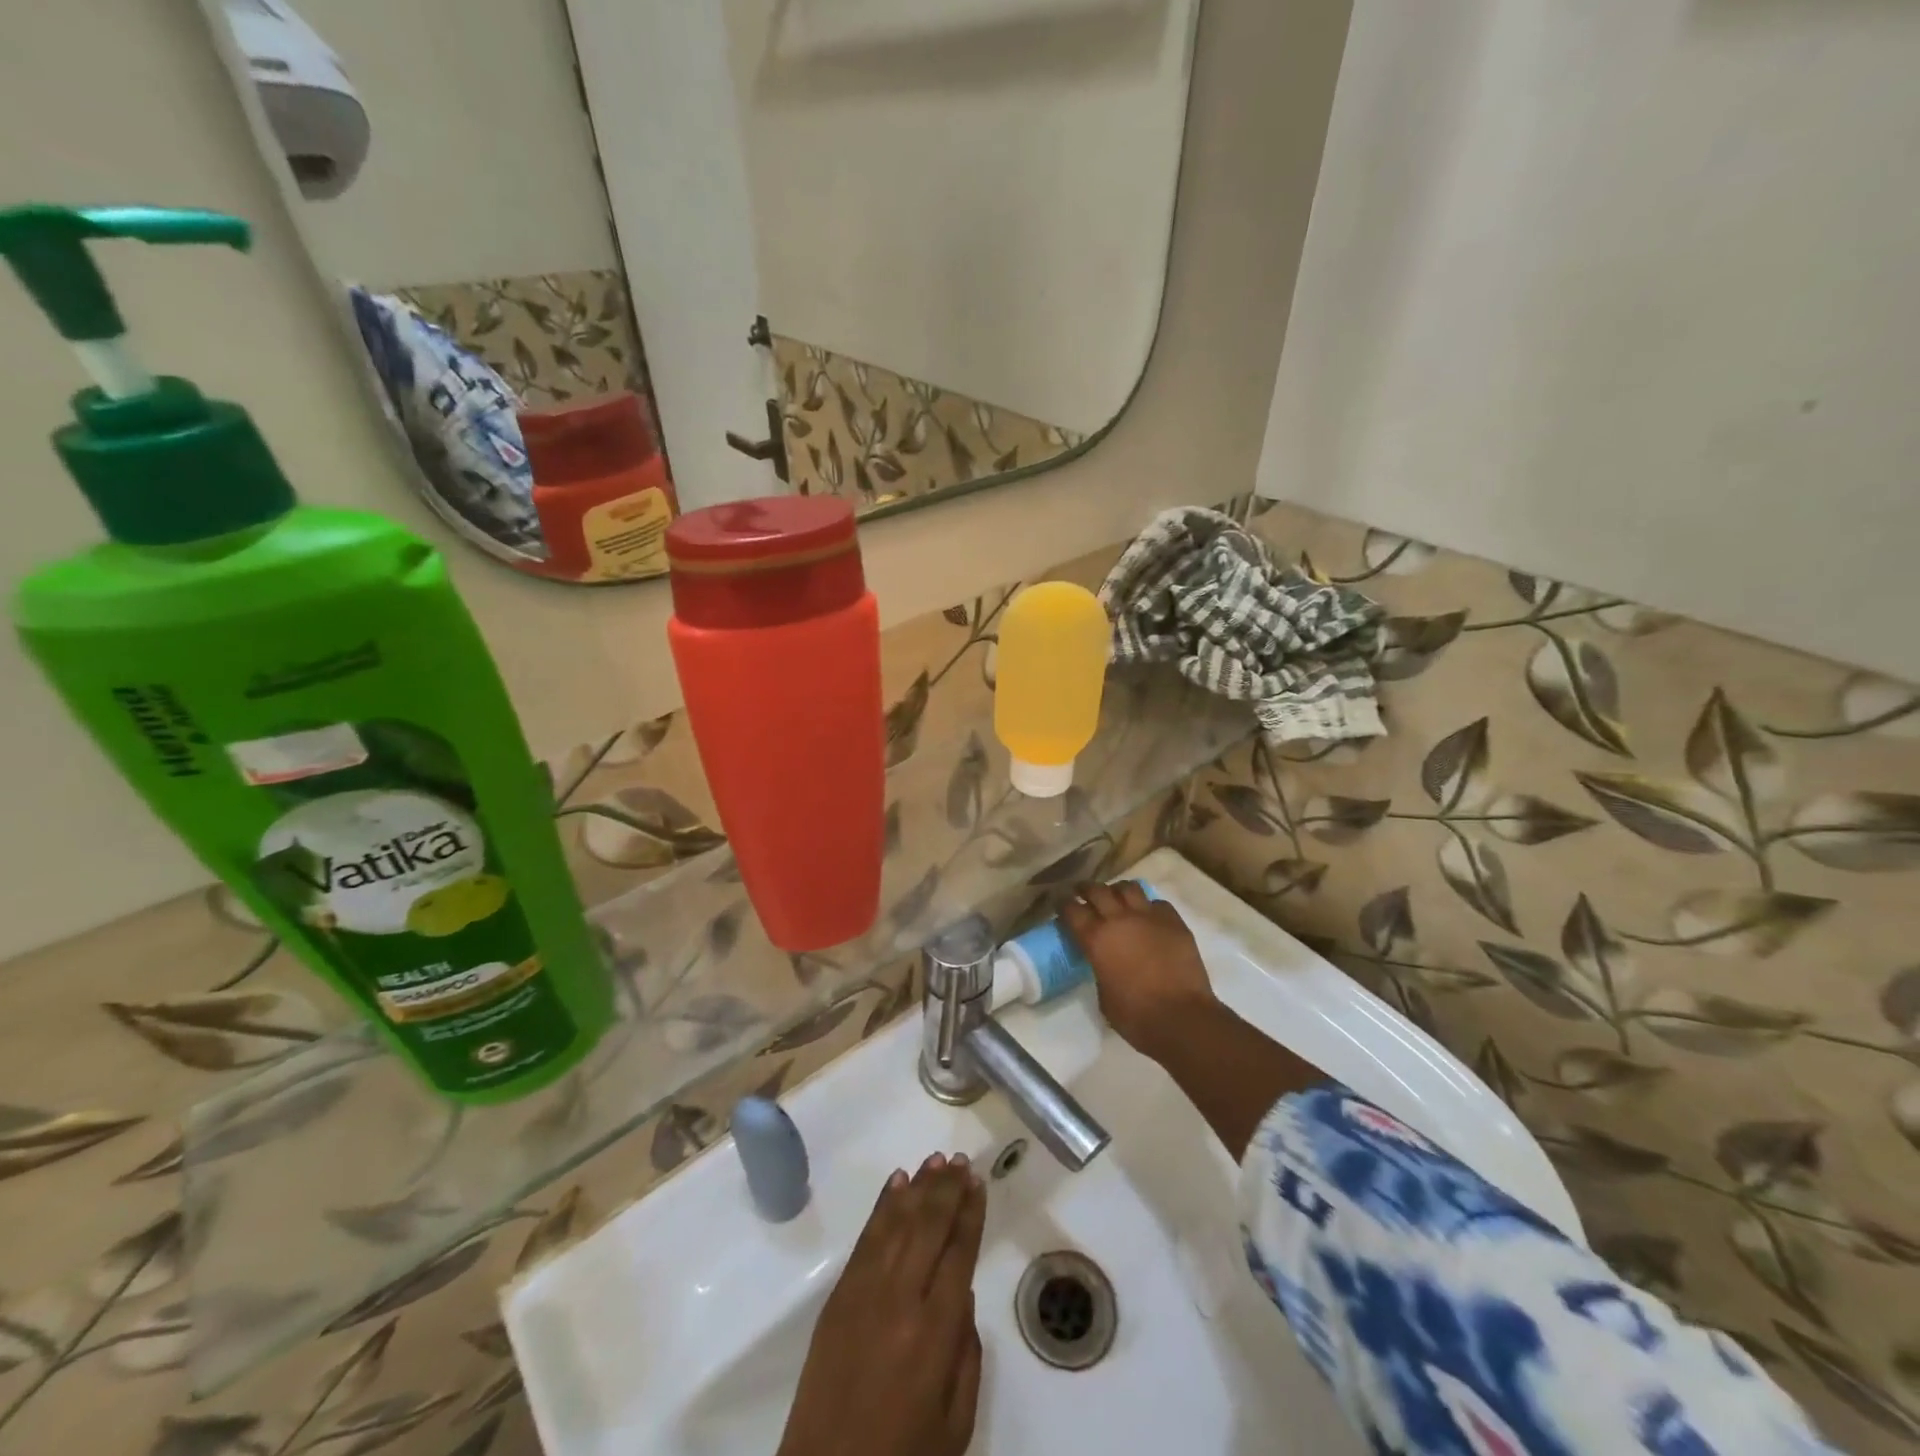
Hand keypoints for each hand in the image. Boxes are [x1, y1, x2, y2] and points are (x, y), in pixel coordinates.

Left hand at [777, 1153, 986, 1455]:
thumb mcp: (955, 1424)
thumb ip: (965, 1354)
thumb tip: (960, 1293)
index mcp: (934, 1333)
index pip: (958, 1254)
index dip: (970, 1214)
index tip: (978, 1182)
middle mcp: (899, 1300)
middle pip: (928, 1227)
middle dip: (947, 1189)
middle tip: (961, 1160)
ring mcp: (863, 1293)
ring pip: (896, 1223)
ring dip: (918, 1188)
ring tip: (936, 1160)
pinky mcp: (838, 1297)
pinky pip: (865, 1240)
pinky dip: (883, 1207)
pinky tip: (897, 1185)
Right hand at [1060, 881, 1218, 1062]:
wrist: (1182, 1018)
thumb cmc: (1136, 1016)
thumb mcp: (1103, 994)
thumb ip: (1099, 968)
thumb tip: (1103, 961)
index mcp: (1096, 939)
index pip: (1072, 909)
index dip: (1064, 904)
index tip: (1061, 904)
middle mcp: (1119, 919)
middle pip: (1097, 890)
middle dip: (1086, 889)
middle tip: (1083, 892)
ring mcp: (1149, 917)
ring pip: (1129, 888)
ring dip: (1118, 891)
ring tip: (1117, 898)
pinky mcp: (1174, 922)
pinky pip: (1158, 903)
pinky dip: (1149, 907)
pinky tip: (1149, 917)